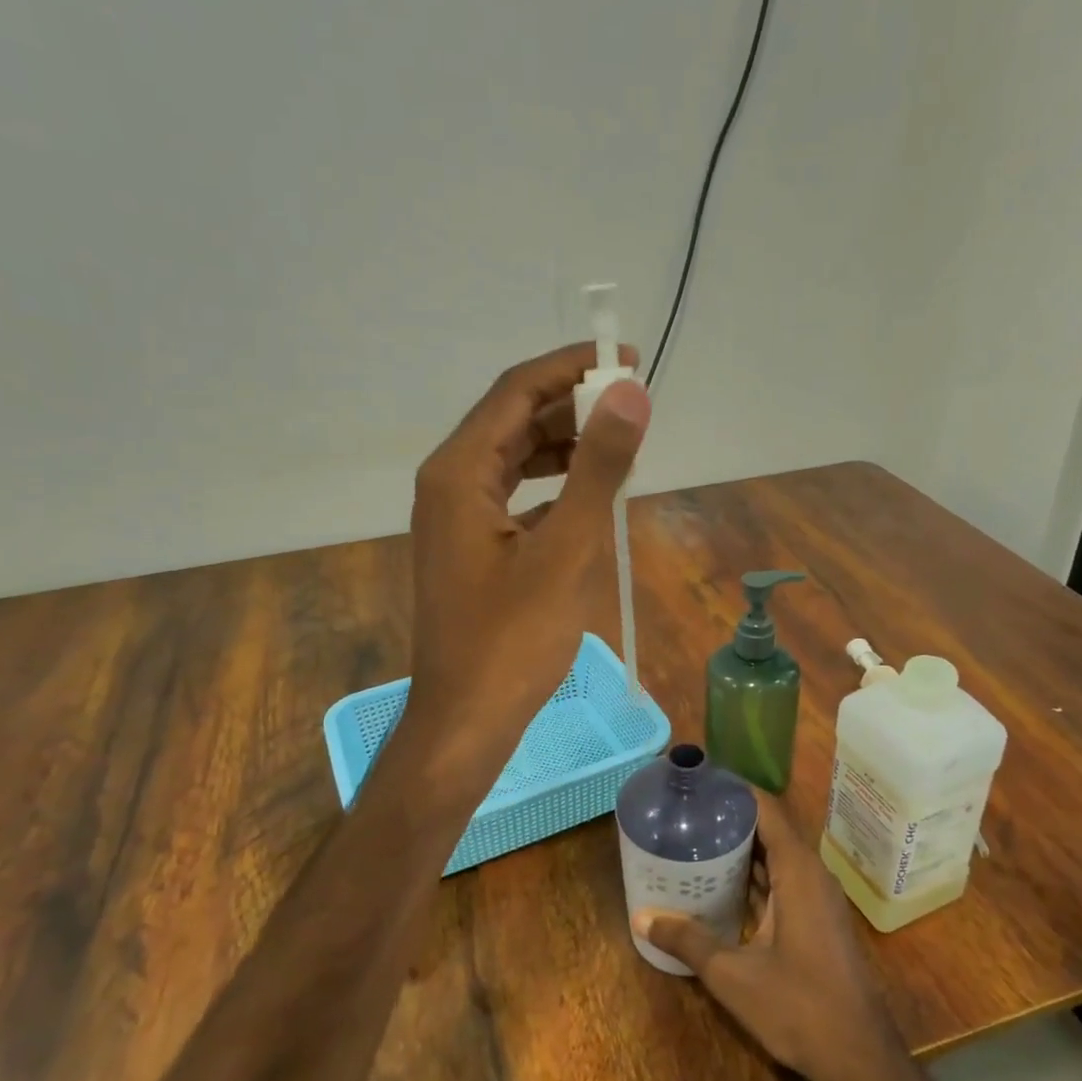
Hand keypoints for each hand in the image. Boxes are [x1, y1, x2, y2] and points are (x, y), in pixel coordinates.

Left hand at [402, 342, 649, 785]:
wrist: (465, 721)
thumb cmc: (512, 640)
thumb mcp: (565, 550)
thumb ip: (598, 468)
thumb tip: (630, 392)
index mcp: (458, 472)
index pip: (517, 391)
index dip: (571, 367)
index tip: (627, 359)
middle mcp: (448, 483)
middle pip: (512, 419)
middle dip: (572, 405)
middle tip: (633, 405)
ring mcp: (456, 518)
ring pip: (514, 458)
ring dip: (565, 445)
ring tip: (620, 446)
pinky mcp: (470, 548)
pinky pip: (514, 496)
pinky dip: (553, 486)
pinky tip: (590, 496)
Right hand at [634, 793, 908, 1080]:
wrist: (861, 1058)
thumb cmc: (800, 1007)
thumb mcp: (733, 976)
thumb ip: (688, 942)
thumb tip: (642, 917)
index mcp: (798, 872)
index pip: (767, 810)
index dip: (735, 791)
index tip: (700, 782)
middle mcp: (812, 876)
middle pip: (771, 830)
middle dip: (731, 818)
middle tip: (687, 813)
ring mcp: (818, 900)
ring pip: (778, 858)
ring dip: (743, 849)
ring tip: (697, 840)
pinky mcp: (818, 921)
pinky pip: (784, 882)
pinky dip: (755, 877)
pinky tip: (722, 887)